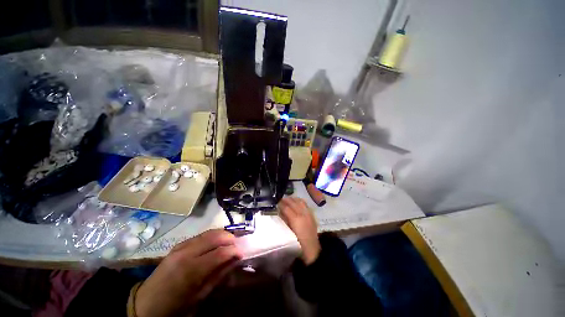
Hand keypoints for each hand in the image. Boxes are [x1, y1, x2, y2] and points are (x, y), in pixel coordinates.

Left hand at [135, 229, 241, 316]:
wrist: (146, 303)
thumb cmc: (175, 306)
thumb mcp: (199, 296)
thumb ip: (219, 275)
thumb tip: (235, 260)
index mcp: (191, 270)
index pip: (220, 252)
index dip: (234, 250)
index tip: (242, 253)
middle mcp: (187, 252)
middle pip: (215, 236)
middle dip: (230, 238)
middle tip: (237, 245)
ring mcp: (181, 246)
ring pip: (209, 232)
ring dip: (222, 234)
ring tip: (229, 241)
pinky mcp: (178, 244)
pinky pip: (200, 235)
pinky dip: (212, 235)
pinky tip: (215, 242)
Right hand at [279, 197, 320, 264]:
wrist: (312, 250)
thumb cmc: (297, 244)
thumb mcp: (288, 232)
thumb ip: (284, 220)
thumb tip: (279, 211)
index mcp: (296, 220)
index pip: (286, 207)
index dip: (280, 204)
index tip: (275, 202)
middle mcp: (302, 214)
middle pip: (293, 202)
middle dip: (286, 199)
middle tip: (280, 199)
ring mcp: (308, 213)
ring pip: (300, 201)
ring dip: (293, 199)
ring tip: (287, 200)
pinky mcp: (312, 214)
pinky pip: (305, 204)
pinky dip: (299, 201)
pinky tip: (296, 202)